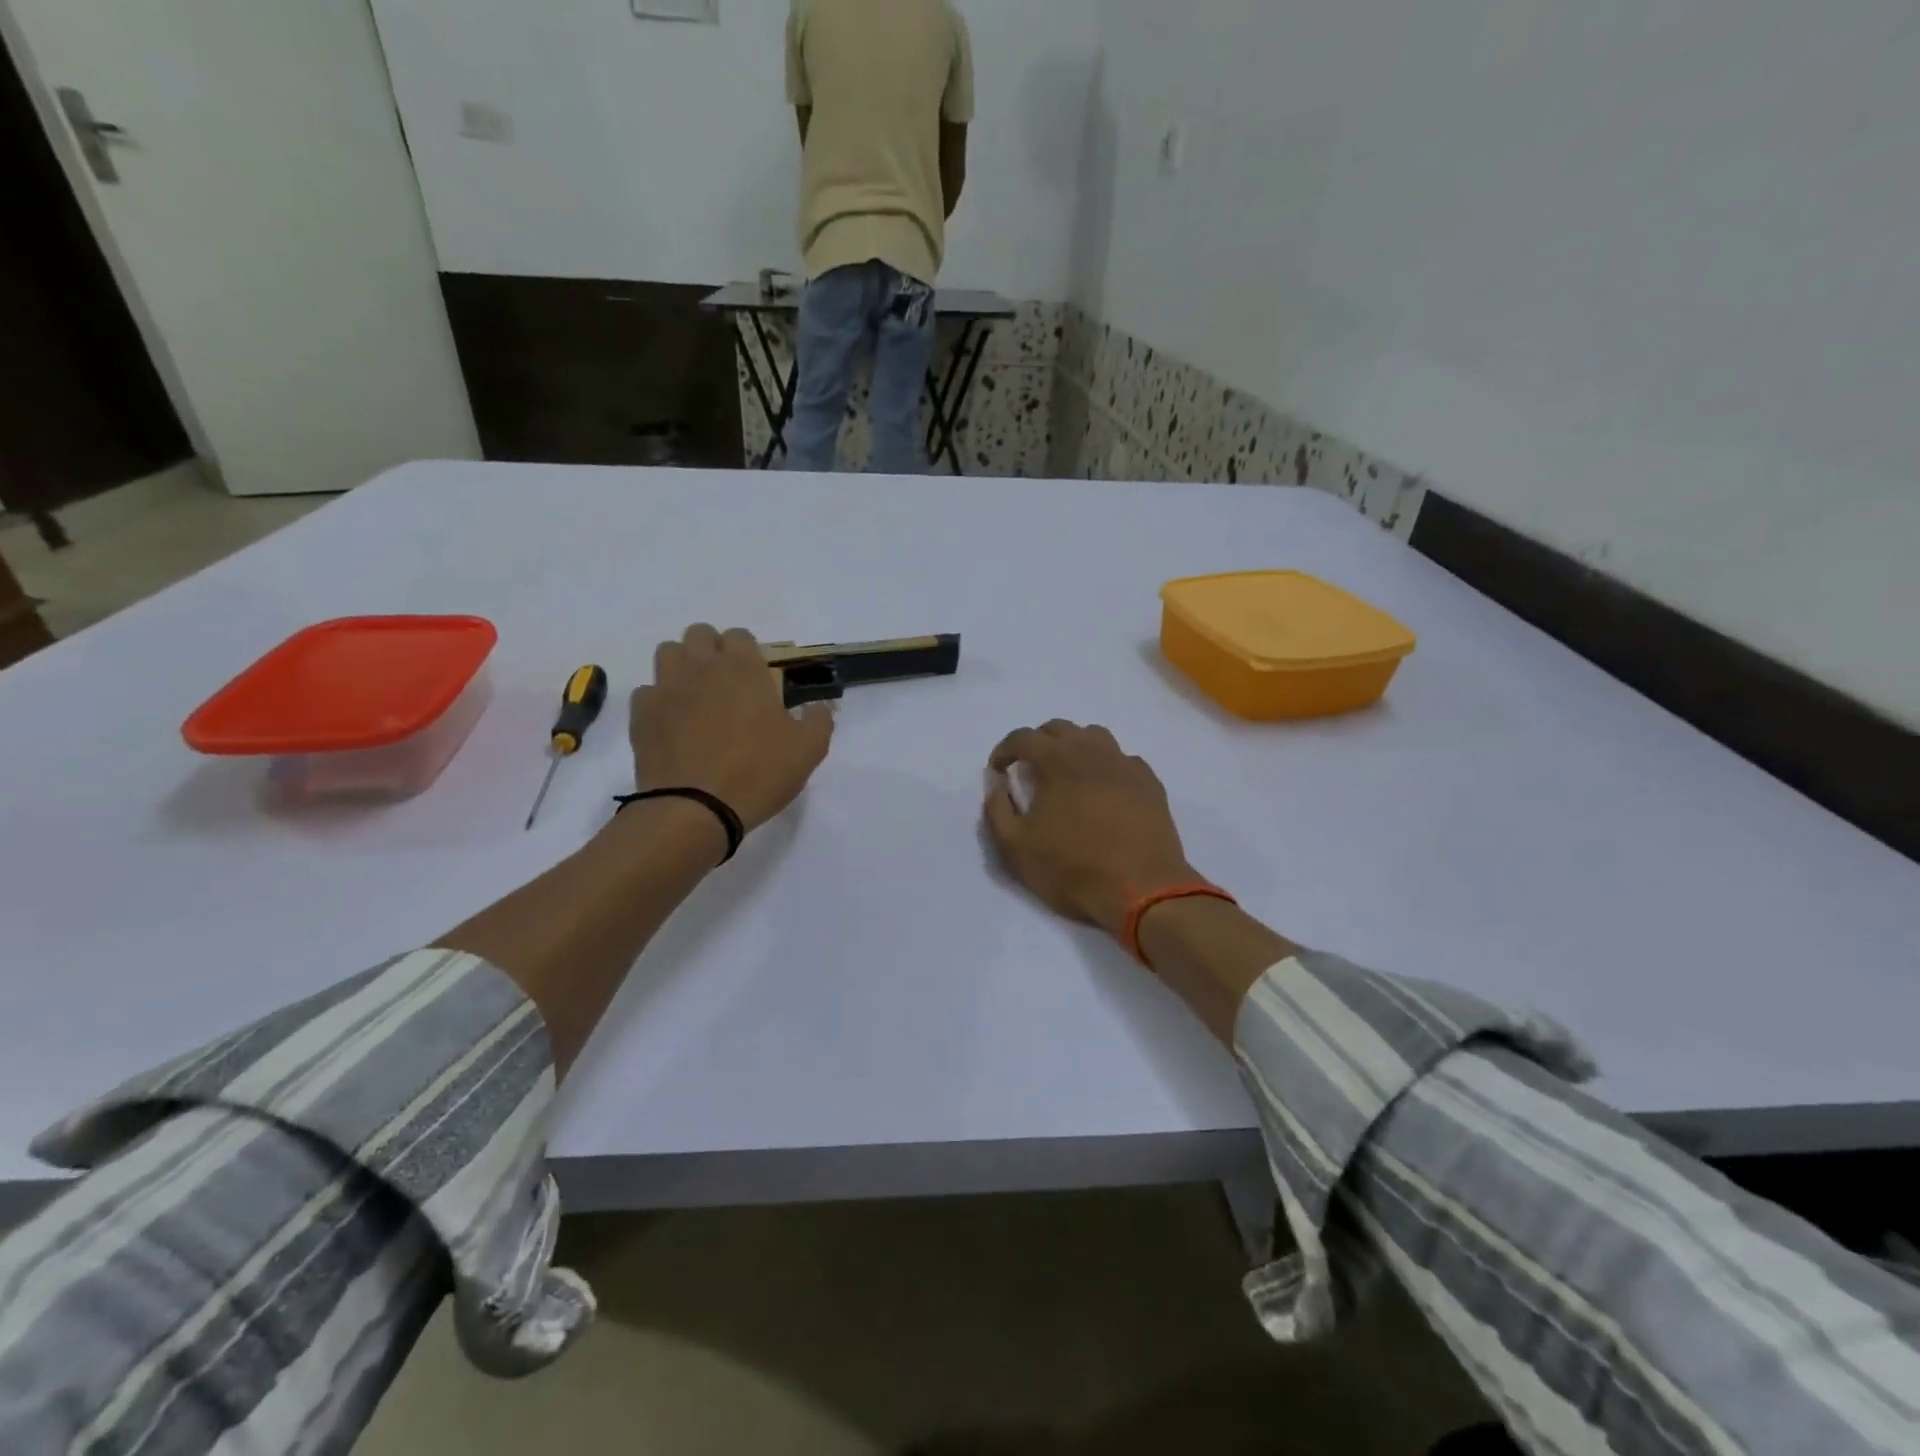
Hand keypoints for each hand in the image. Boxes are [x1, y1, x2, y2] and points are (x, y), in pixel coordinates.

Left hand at [631, 625, 834, 833]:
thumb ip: (818, 720)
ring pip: (669, 653)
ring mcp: (666, 688)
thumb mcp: (808, 750)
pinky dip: (660, 700)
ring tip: (696, 695)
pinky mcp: (641, 714)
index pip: (740, 636)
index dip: (748, 652)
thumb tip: (819, 706)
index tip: (757, 678)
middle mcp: (702, 668)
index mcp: (744, 669)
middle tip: (726, 683)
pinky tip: (672, 723)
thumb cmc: (759, 773)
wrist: (695, 809)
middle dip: (712, 650)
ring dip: (683, 665)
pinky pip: (648, 691)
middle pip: (699, 634)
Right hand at [983, 721, 1198, 939]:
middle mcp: (1092, 751)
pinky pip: (1123, 759)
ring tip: (1066, 772)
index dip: (1004, 749)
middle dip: (1037, 743)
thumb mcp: (1016, 847)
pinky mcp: (1150, 783)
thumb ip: (997, 809)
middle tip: (1029, 769)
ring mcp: (1125, 764)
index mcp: (1057, 760)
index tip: (998, 770)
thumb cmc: (1072, 868)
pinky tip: (1103, 790)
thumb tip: (996, 784)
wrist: (1141, 890)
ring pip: (1094, 736)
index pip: (1023, 737)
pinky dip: (1106, 766)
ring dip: (1073, 746)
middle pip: (1059, 728)